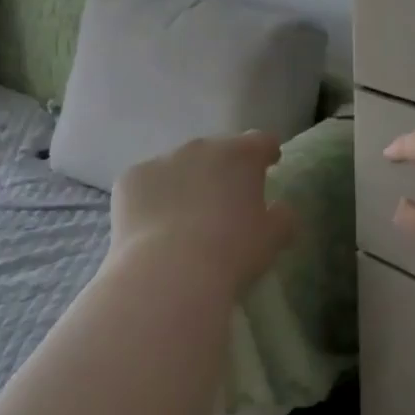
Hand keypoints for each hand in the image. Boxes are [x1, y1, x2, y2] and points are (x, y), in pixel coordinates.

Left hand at [112, 132, 296, 294]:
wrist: (169, 273)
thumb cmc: (232, 253)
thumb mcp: (273, 239)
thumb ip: (284, 217)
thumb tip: (281, 210)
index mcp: (241, 154)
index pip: (261, 141)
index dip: (266, 153)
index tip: (269, 165)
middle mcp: (201, 146)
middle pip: (216, 151)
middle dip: (221, 170)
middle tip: (223, 202)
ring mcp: (162, 159)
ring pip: (178, 166)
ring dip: (185, 183)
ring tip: (183, 219)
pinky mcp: (130, 179)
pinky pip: (146, 184)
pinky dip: (151, 199)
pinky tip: (151, 228)